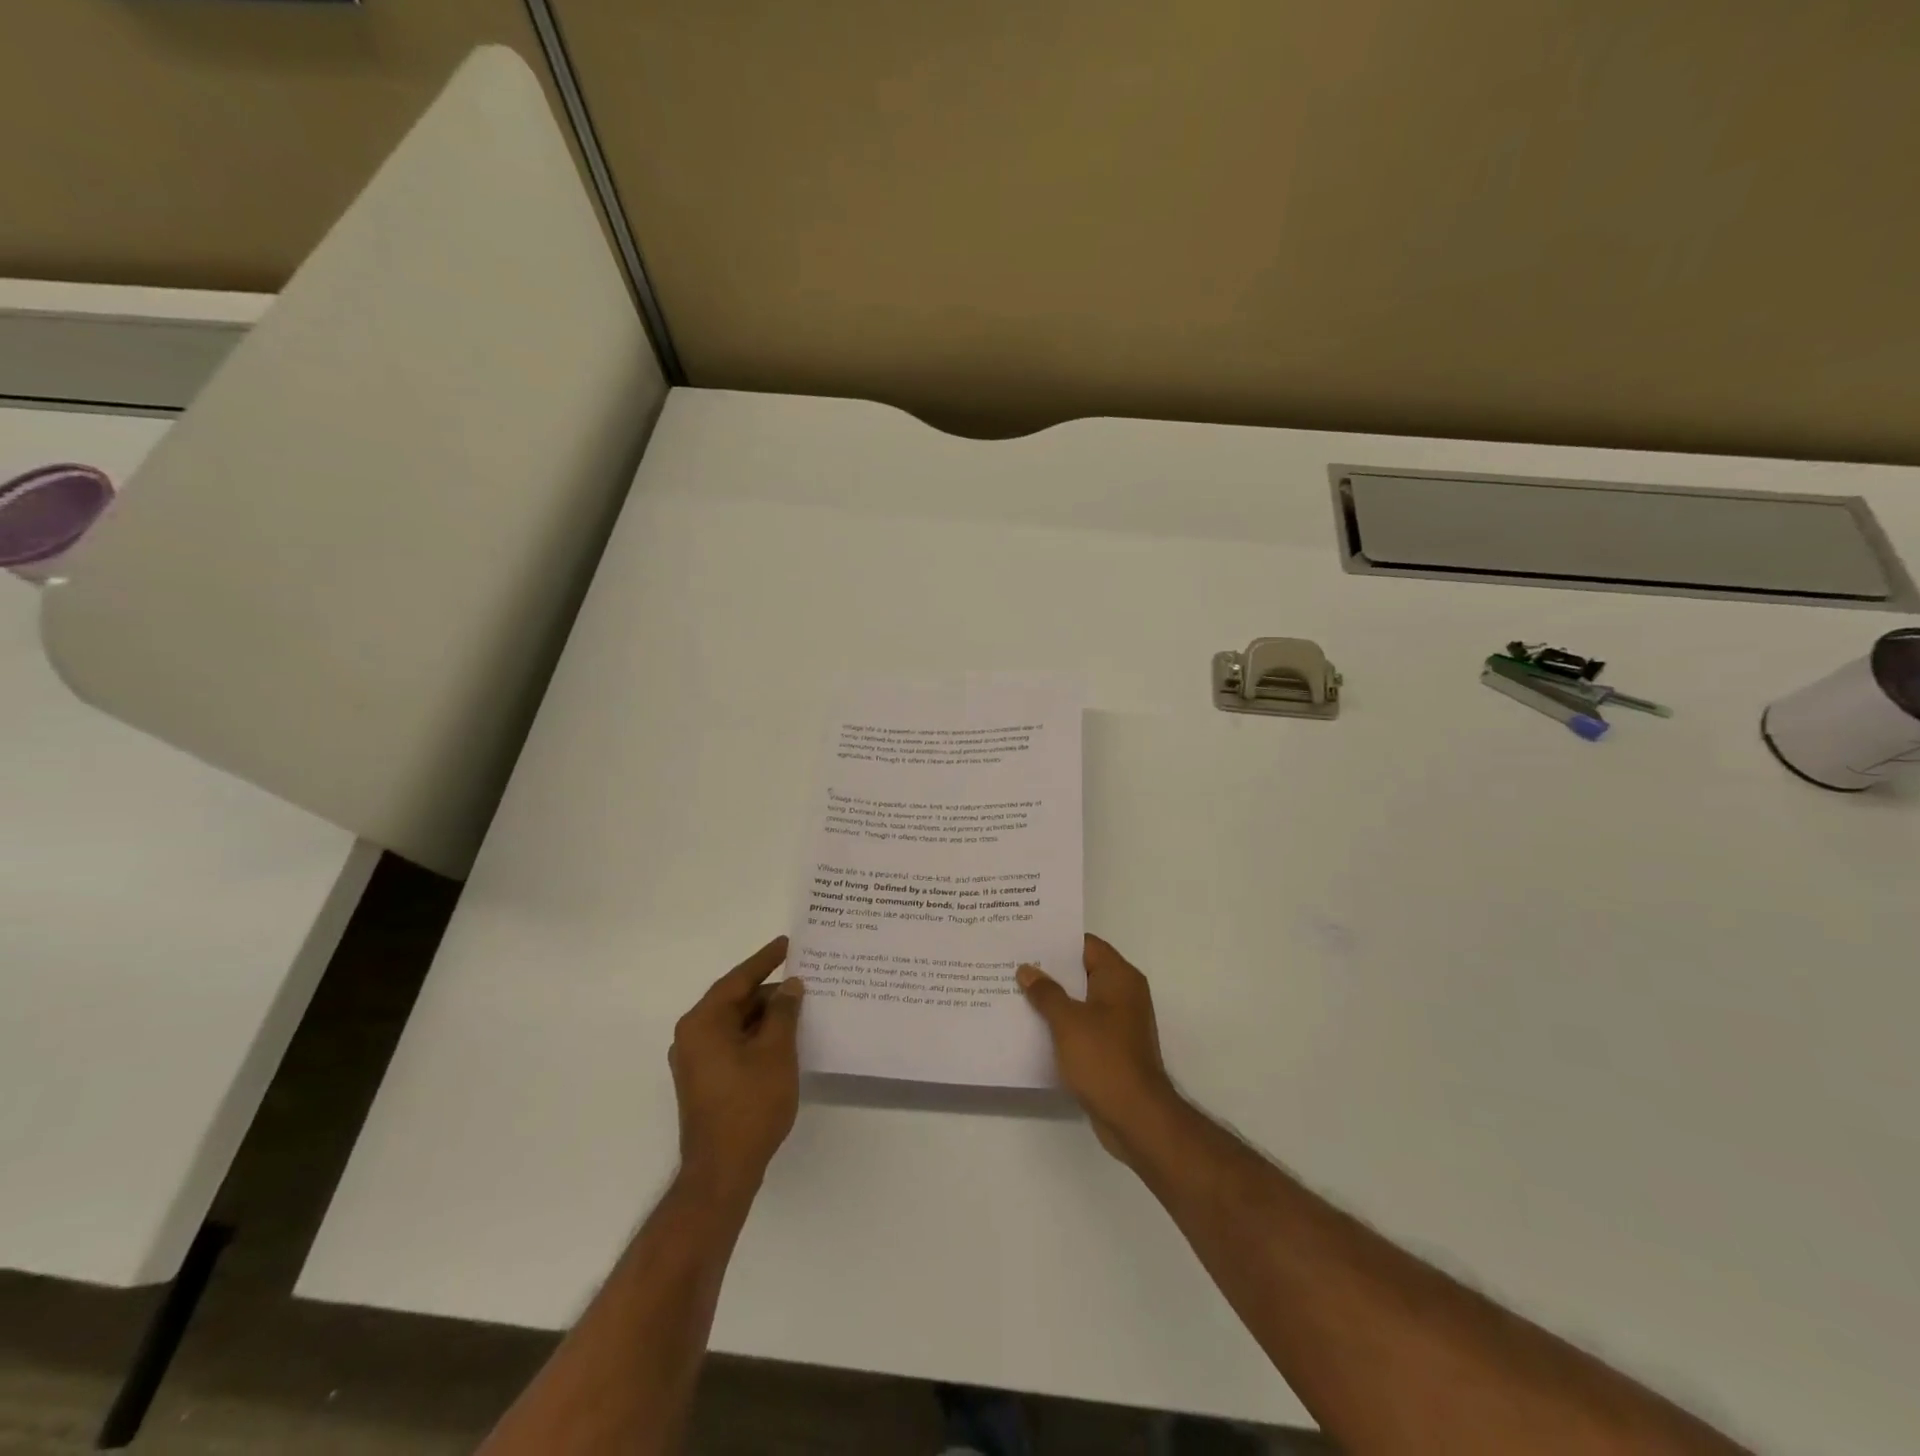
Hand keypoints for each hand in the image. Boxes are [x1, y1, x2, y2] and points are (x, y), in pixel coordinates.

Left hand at [669, 937, 803, 1199]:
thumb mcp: (776, 1051)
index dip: (765, 960)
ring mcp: (696, 1061)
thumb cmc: (750, 1105)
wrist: (722, 1171)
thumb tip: (790, 986)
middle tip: (803, 980)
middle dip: (769, 991)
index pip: (738, 980)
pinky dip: (756, 1036)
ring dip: (765, 1016)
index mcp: (703, 1022)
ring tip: (800, 1007)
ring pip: (735, 1024)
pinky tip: (783, 1037)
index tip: (787, 943)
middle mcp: (692, 1036)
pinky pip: (733, 1043)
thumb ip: (784, 1012)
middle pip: (735, 1001)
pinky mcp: (705, 1081)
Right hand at [1018, 935, 1181, 1164]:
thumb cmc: (1104, 1058)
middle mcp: (1124, 994)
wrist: (1136, 1117)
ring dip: (1054, 999)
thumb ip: (1046, 992)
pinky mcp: (1113, 1048)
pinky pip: (1083, 1025)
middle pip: (1082, 971)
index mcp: (1119, 977)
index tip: (1026, 938)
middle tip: (1013, 964)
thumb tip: (1027, 969)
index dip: (1057, 940)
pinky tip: (1033, 1026)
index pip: (1086, 945)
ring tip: (1015, 992)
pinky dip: (1062, 1023)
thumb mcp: (1068, 1021)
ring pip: (1081, 1000)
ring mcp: (1119, 1022)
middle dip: (1050, 970)